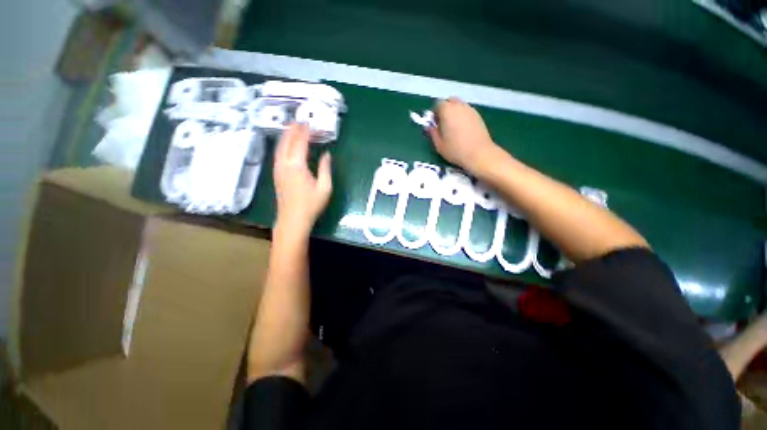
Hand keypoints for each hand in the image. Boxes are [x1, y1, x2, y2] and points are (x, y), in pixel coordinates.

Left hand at [273, 123, 332, 234]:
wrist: (293, 219)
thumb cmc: (311, 205)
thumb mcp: (325, 187)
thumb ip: (325, 168)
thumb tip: (326, 154)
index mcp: (297, 166)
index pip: (300, 143)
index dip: (305, 132)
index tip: (309, 123)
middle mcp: (284, 164)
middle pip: (286, 142)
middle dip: (292, 130)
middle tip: (299, 120)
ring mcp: (278, 169)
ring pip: (279, 147)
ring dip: (286, 136)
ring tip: (292, 128)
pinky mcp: (276, 175)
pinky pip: (278, 154)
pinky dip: (282, 145)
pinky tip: (286, 145)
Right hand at [428, 98, 501, 174]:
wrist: (479, 153)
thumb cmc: (456, 150)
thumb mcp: (439, 145)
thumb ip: (433, 133)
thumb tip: (430, 127)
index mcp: (447, 111)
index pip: (438, 104)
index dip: (434, 113)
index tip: (434, 124)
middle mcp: (459, 106)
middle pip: (450, 101)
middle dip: (445, 109)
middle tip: (443, 124)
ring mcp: (470, 110)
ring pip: (459, 105)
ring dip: (454, 113)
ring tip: (453, 127)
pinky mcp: (478, 115)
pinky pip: (467, 111)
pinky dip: (462, 116)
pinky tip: (463, 130)